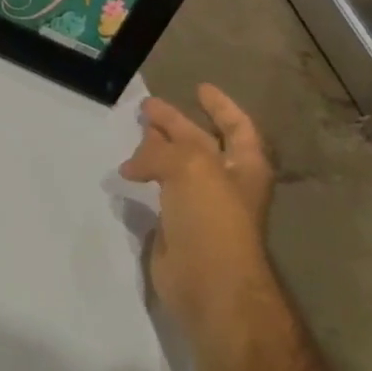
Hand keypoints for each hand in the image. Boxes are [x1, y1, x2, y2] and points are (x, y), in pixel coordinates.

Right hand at [120, 84, 274, 339]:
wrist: (209, 282)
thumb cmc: (212, 219)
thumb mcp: (190, 168)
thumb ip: (161, 152)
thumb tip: (133, 164)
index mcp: (244, 166)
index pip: (237, 126)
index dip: (220, 105)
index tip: (198, 87)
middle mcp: (227, 183)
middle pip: (200, 143)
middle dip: (176, 124)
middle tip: (147, 108)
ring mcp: (202, 206)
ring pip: (177, 167)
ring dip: (157, 150)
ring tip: (133, 135)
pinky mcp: (178, 226)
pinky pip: (161, 191)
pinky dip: (146, 177)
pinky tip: (127, 173)